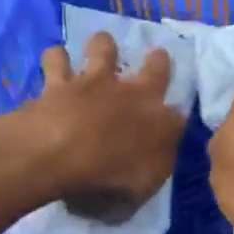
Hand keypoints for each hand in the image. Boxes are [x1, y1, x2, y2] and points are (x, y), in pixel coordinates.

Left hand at [6, 32, 185, 221]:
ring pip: (105, 48)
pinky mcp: (60, 80)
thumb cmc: (106, 178)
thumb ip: (150, 170)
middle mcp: (134, 94)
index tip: (174, 122)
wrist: (60, 151)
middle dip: (158, 61)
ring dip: (104, 44)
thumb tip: (153, 161)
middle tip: (157, 54)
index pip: (179, 117)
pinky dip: (56, 58)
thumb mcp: (139, 190)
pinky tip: (54, 57)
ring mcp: (96, 81)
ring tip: (101, 43)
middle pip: (156, 67)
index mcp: (160, 123)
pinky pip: (57, 59)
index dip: (176, 119)